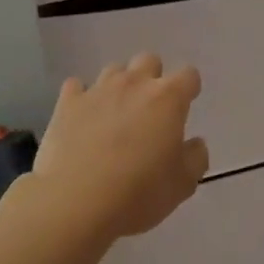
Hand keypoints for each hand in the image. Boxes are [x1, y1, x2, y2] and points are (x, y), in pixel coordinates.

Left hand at [33, 53, 208, 241]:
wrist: (75, 203)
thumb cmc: (138, 193)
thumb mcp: (183, 184)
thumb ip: (196, 157)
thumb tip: (194, 143)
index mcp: (168, 98)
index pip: (189, 75)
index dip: (189, 89)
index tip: (185, 107)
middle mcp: (134, 84)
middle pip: (149, 61)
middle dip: (153, 78)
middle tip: (150, 110)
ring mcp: (98, 90)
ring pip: (114, 70)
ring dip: (119, 86)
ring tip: (115, 115)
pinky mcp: (67, 103)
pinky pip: (76, 87)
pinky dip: (82, 98)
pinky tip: (82, 118)